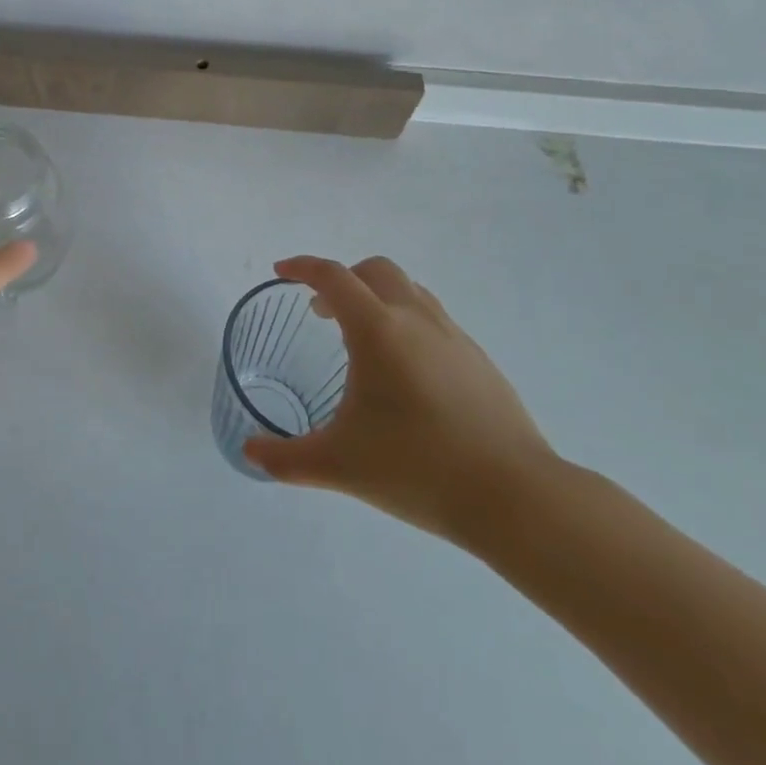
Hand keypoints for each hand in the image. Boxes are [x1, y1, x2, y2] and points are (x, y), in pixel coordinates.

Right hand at [244, 255, 558, 549]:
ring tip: (364, 340)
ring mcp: (453, 336)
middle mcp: (415, 318)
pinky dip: (409, 324)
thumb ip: (286, 458)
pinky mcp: (479, 360)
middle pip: (374, 270)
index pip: (332, 275)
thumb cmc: (417, 469)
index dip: (302, 267)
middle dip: (343, 279)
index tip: (281, 272)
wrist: (516, 497)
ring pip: (409, 291)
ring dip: (378, 298)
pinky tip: (407, 373)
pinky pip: (434, 319)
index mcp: (377, 329)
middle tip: (323, 313)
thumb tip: (249, 451)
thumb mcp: (339, 465)